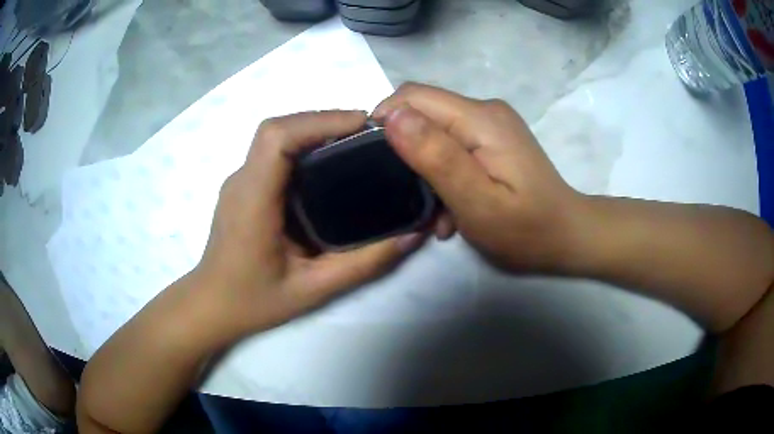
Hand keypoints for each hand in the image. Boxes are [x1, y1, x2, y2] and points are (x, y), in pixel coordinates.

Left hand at [194, 111, 423, 336]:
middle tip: (370, 136)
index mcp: (253, 200)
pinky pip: (275, 153)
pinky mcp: (245, 186)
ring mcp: (240, 181)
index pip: (277, 137)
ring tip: (357, 145)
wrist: (212, 306)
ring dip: (317, 131)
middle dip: (326, 121)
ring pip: (277, 137)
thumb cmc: (253, 301)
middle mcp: (242, 180)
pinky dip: (305, 147)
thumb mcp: (314, 289)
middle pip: (280, 128)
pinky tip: (331, 166)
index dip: (320, 121)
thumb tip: (411, 234)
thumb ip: (364, 263)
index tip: (363, 125)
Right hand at [373, 83, 582, 272]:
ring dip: (425, 169)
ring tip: (434, 213)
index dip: (385, 121)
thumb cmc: (526, 229)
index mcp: (480, 118)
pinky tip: (452, 208)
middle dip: (405, 150)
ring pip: (435, 132)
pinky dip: (444, 173)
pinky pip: (453, 146)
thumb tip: (392, 116)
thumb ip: (436, 156)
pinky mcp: (494, 140)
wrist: (567, 236)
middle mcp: (485, 111)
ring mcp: (491, 125)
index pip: (413, 97)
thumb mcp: (476, 201)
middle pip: (423, 113)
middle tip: (407, 195)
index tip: (375, 162)